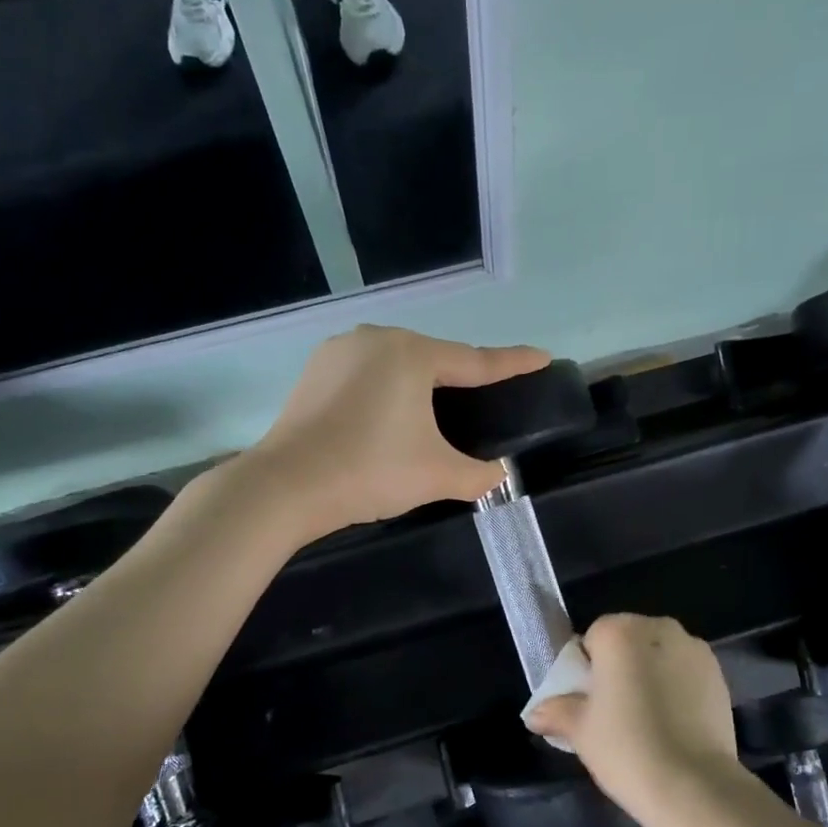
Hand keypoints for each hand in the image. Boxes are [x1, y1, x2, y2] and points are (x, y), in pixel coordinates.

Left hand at [249, 325, 549, 537]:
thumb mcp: (437, 476)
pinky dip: (387, 389)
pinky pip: (367, 373)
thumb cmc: (370, 471)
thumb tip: (499, 474)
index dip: (513, 363)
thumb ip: (479, 474)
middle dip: (462, 376)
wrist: (285, 487)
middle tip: (486, 395)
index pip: (477, 361)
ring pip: (397, 363)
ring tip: (436, 409)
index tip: (542, 357)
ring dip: (420, 383)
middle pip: (435, 358)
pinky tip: (389, 413)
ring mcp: (340, 351)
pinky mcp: (315, 371)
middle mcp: (377, 339)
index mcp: (412, 354)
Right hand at [525, 614, 744, 826]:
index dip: (587, 669)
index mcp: (620, 632)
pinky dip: (677, 689)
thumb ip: (556, 712)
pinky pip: (685, 673)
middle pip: (629, 642)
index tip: (589, 701)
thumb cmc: (627, 748)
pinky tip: (674, 725)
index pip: (593, 637)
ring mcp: (695, 649)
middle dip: (620, 668)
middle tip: (614, 713)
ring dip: (650, 676)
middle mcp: (660, 628)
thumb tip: (535, 713)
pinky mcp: (719, 675)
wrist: (695, 787)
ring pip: (659, 656)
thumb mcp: (580, 731)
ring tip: (647, 722)